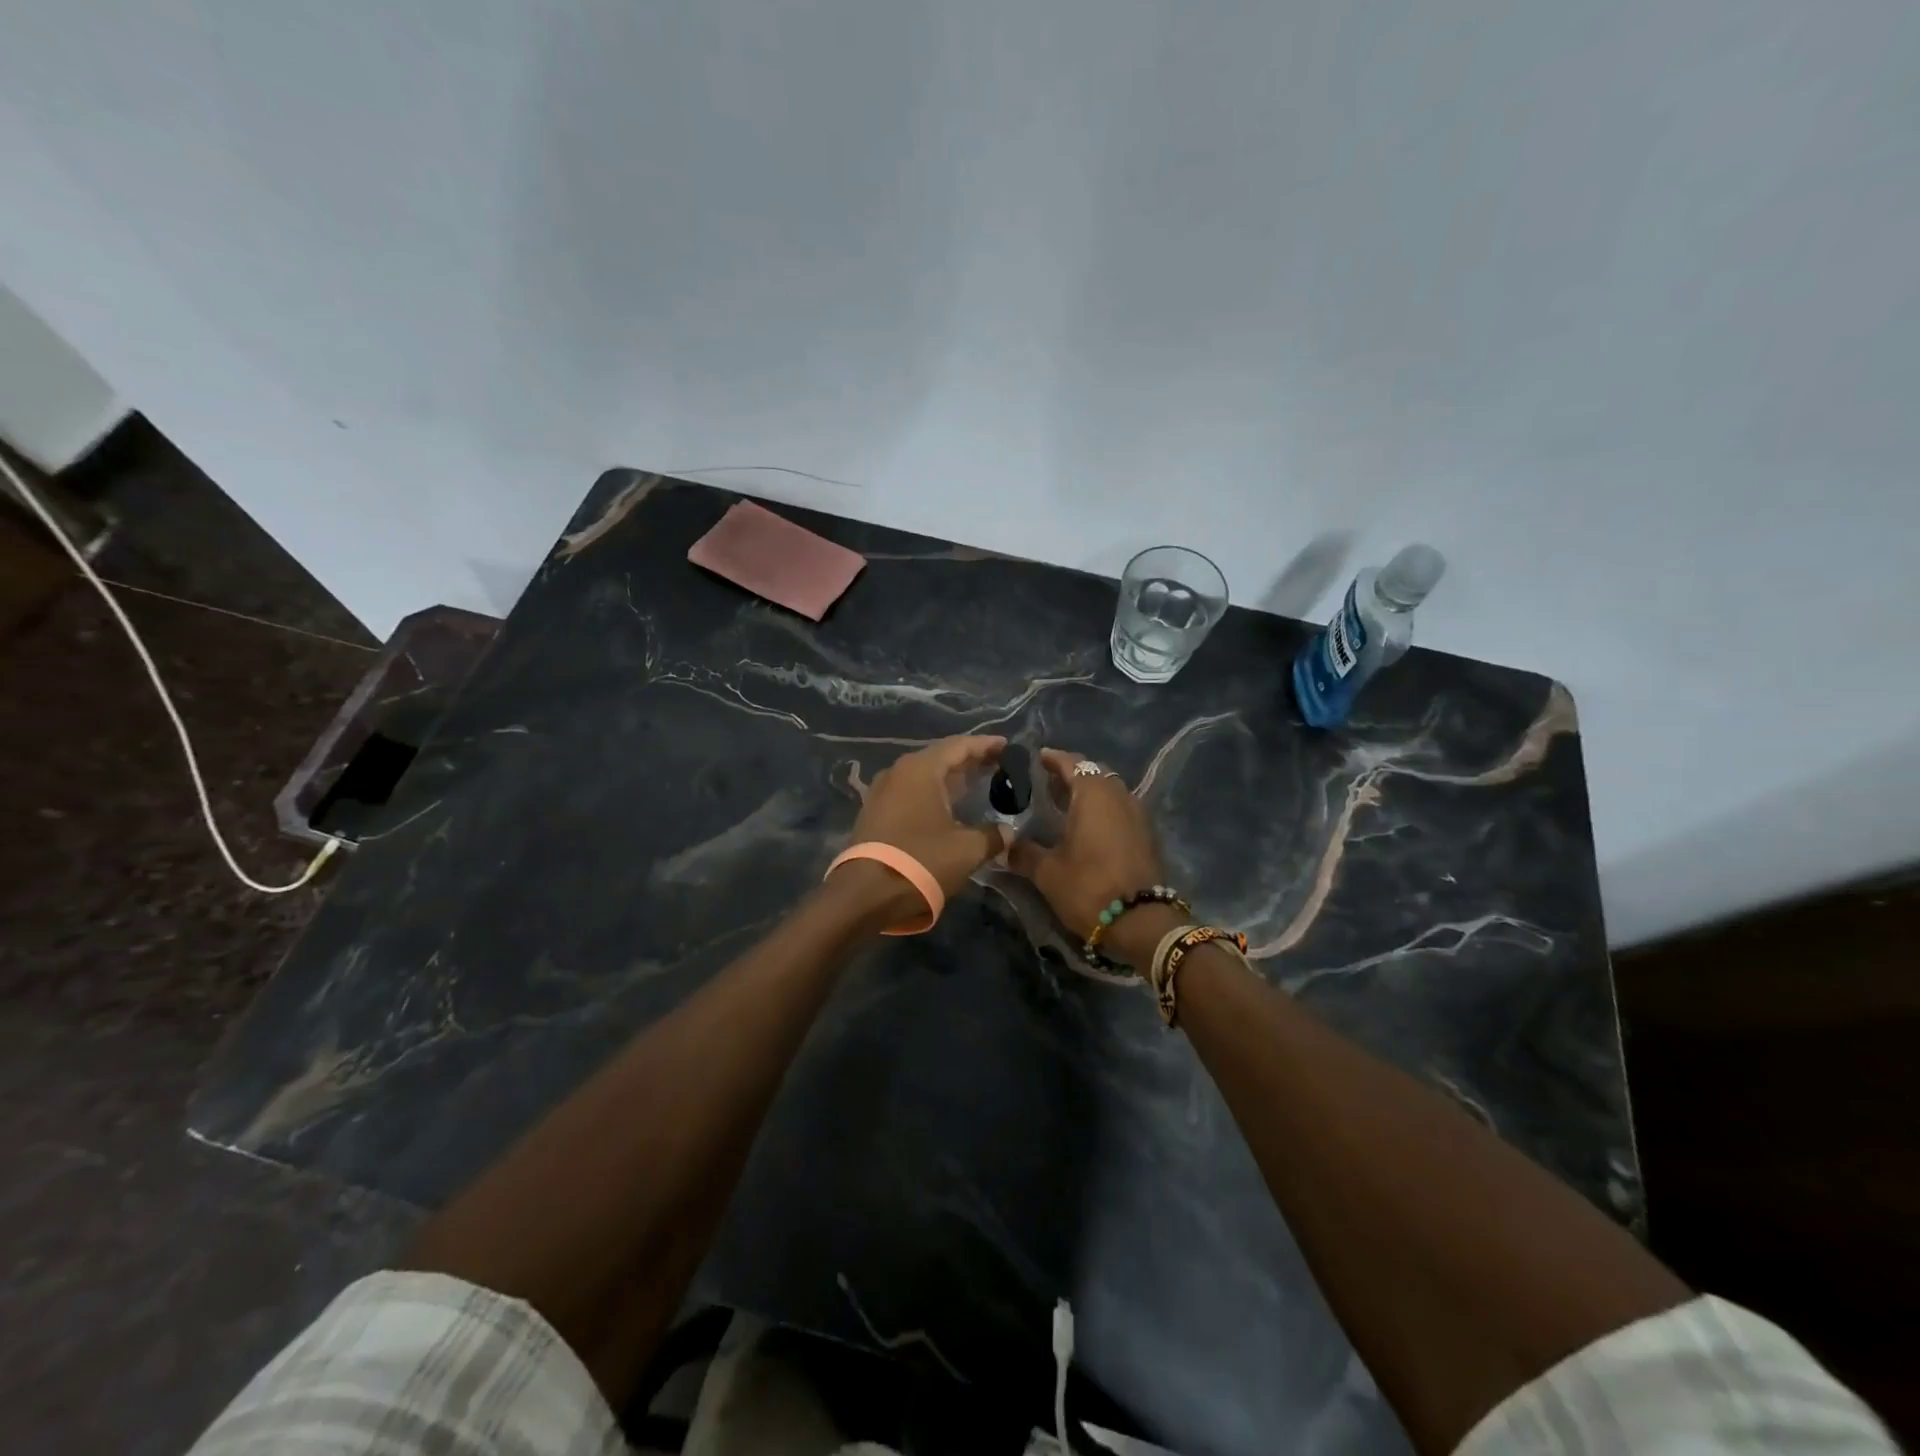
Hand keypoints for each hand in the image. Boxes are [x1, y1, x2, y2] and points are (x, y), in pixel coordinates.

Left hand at [839, 735, 1010, 925]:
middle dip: (969, 761)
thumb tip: (1007, 832)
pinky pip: (910, 793)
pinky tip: (947, 807)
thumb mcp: (967, 849)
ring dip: (950, 779)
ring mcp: (882, 792)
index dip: (985, 745)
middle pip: (940, 758)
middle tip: (996, 765)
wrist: (865, 894)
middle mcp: (898, 772)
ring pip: (923, 776)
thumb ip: (992, 835)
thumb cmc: (921, 861)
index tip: (1006, 746)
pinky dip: (933, 794)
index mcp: (920, 769)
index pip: (959, 746)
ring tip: (975, 784)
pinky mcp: (874, 813)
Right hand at [1009, 748, 1168, 961]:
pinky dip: (1103, 810)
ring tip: (1064, 805)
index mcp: (1093, 794)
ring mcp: (1138, 813)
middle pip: (1094, 773)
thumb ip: (1023, 853)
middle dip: (1071, 775)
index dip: (1053, 759)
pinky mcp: (1147, 834)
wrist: (1141, 922)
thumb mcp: (1047, 872)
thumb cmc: (1089, 887)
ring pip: (1110, 791)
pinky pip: (1120, 809)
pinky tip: (1087, 827)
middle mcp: (1119, 795)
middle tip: (1046, 784)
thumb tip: (1004, 846)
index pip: (1072, 763)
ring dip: (1089, 793)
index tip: (1036, 758)